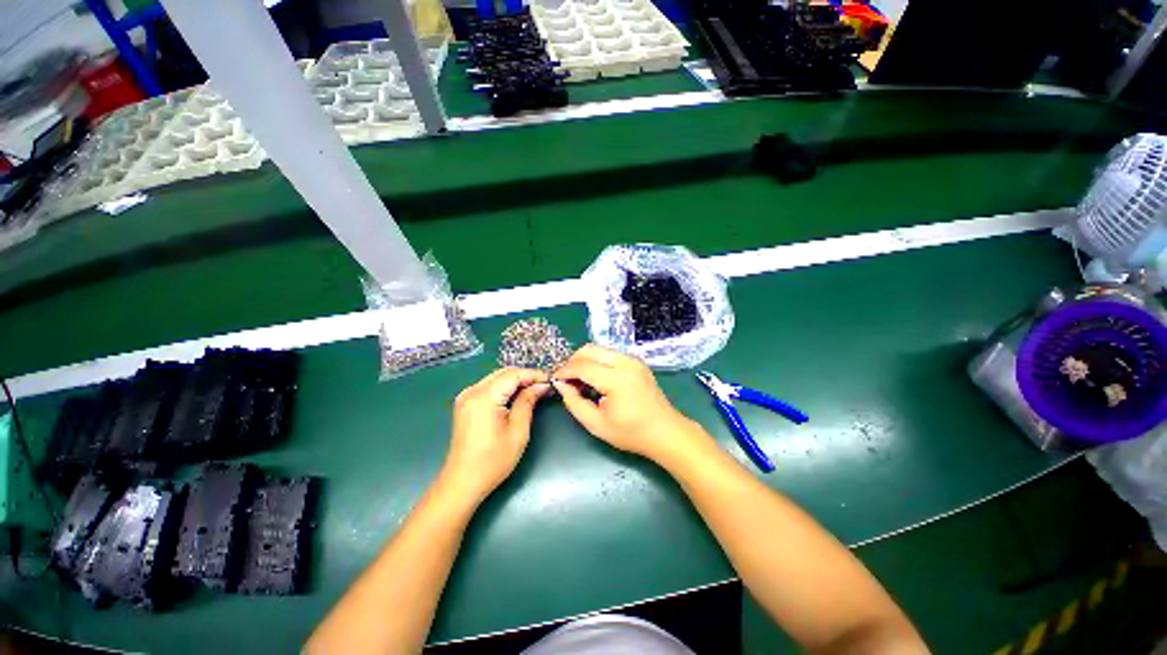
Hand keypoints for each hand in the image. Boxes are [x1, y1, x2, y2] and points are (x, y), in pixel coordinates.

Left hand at [441, 368, 551, 504]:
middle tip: (544, 386)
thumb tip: (541, 385)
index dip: (534, 375)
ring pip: (496, 377)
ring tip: (534, 390)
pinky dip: (504, 387)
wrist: (462, 482)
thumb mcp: (518, 432)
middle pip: (503, 373)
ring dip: (515, 381)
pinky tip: (516, 396)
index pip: (513, 375)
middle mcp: (472, 391)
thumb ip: (528, 402)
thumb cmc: (493, 461)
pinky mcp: (464, 403)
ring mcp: (465, 396)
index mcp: (484, 397)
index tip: (551, 380)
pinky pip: (488, 386)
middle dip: (525, 376)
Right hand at [553, 345, 708, 462]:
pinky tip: (595, 379)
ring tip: (580, 381)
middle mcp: (625, 362)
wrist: (665, 431)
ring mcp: (633, 360)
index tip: (555, 380)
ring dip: (585, 361)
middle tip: (566, 380)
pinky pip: (609, 354)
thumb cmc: (631, 432)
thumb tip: (561, 385)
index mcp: (616, 379)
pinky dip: (597, 362)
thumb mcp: (596, 424)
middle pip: (589, 349)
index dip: (564, 371)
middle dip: (573, 362)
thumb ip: (574, 403)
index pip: (582, 365)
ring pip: (599, 349)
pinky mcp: (636, 362)